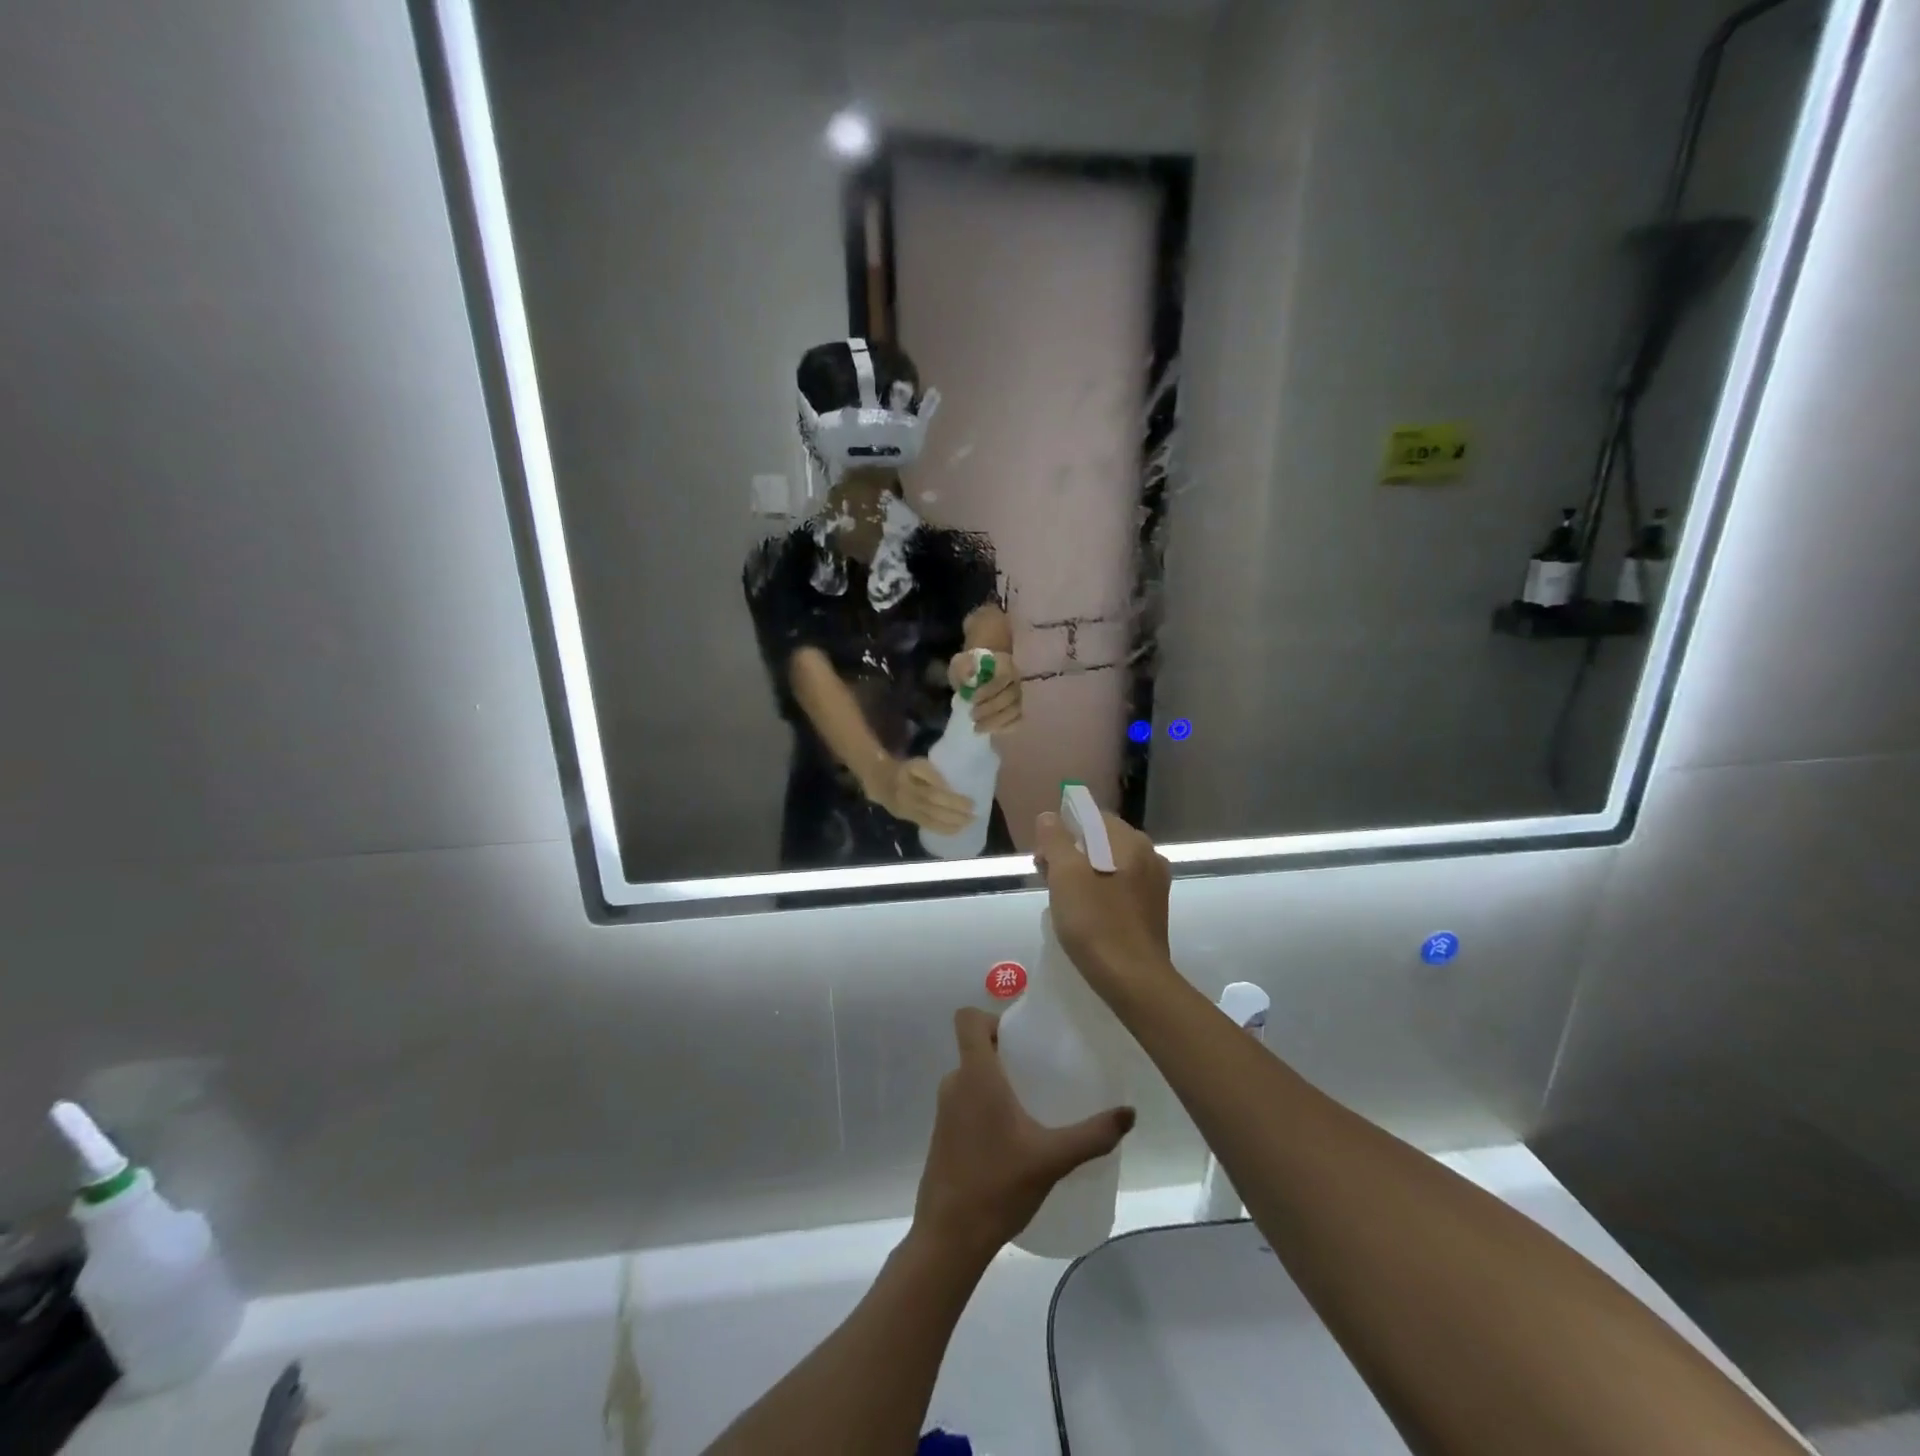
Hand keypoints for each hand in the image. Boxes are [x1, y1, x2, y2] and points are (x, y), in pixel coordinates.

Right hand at [866, 756, 973, 834]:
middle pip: (934, 809)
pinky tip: (957, 830)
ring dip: (952, 823)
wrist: (880, 781)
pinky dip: (943, 829)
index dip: (952, 800)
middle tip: (975, 815)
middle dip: (956, 814)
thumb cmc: (905, 770)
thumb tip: (947, 787)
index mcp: (912, 785)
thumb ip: (932, 774)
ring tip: (969, 824)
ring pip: (931, 820)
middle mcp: (909, 800)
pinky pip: (927, 826)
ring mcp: (908, 811)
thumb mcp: (917, 764)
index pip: (934, 793)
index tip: (971, 803)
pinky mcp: (909, 819)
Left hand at [913, 1009, 1134, 1263]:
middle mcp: (954, 1084)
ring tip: (1033, 1104)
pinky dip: (986, 1106)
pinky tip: (1014, 1137)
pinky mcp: (942, 1136)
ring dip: (997, 1082)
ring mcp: (944, 1111)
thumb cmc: (997, 1185)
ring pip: (971, 1078)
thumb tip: (1130, 1114)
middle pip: (974, 1048)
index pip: (966, 1019)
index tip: (1022, 1038)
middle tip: (1041, 1070)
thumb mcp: (1052, 1158)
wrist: (949, 1239)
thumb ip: (1092, 1134)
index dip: (991, 1017)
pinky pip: (965, 1103)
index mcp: (975, 1075)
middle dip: (1006, 1053)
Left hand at [949, 650, 1022, 734]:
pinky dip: (1004, 728)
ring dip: (996, 721)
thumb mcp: (960, 663)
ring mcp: (1019, 695)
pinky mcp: (1018, 710)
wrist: (977, 676)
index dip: (989, 689)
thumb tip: (969, 675)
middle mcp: (1016, 679)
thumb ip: (963, 667)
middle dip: (990, 708)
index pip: (1004, 676)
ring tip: (977, 727)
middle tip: (972, 715)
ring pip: (1015, 711)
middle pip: (1011, 696)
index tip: (972, 698)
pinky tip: (989, 730)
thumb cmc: (968, 669)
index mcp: (1004, 663)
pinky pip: (1016, 721)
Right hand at [1033, 809, 1173, 995]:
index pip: (1092, 816)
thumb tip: (1050, 817)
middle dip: (1071, 852)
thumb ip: (1055, 840)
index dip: (1062, 829)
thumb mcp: (1065, 875)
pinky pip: (1120, 885)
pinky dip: (1100, 889)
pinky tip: (1086, 912)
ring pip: (1110, 863)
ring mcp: (1154, 883)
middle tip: (1047, 877)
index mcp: (1130, 841)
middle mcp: (1149, 855)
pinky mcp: (1152, 908)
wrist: (1133, 979)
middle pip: (1101, 839)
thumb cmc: (1095, 922)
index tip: (1043, 855)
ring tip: (1062, 897)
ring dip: (1084, 872)